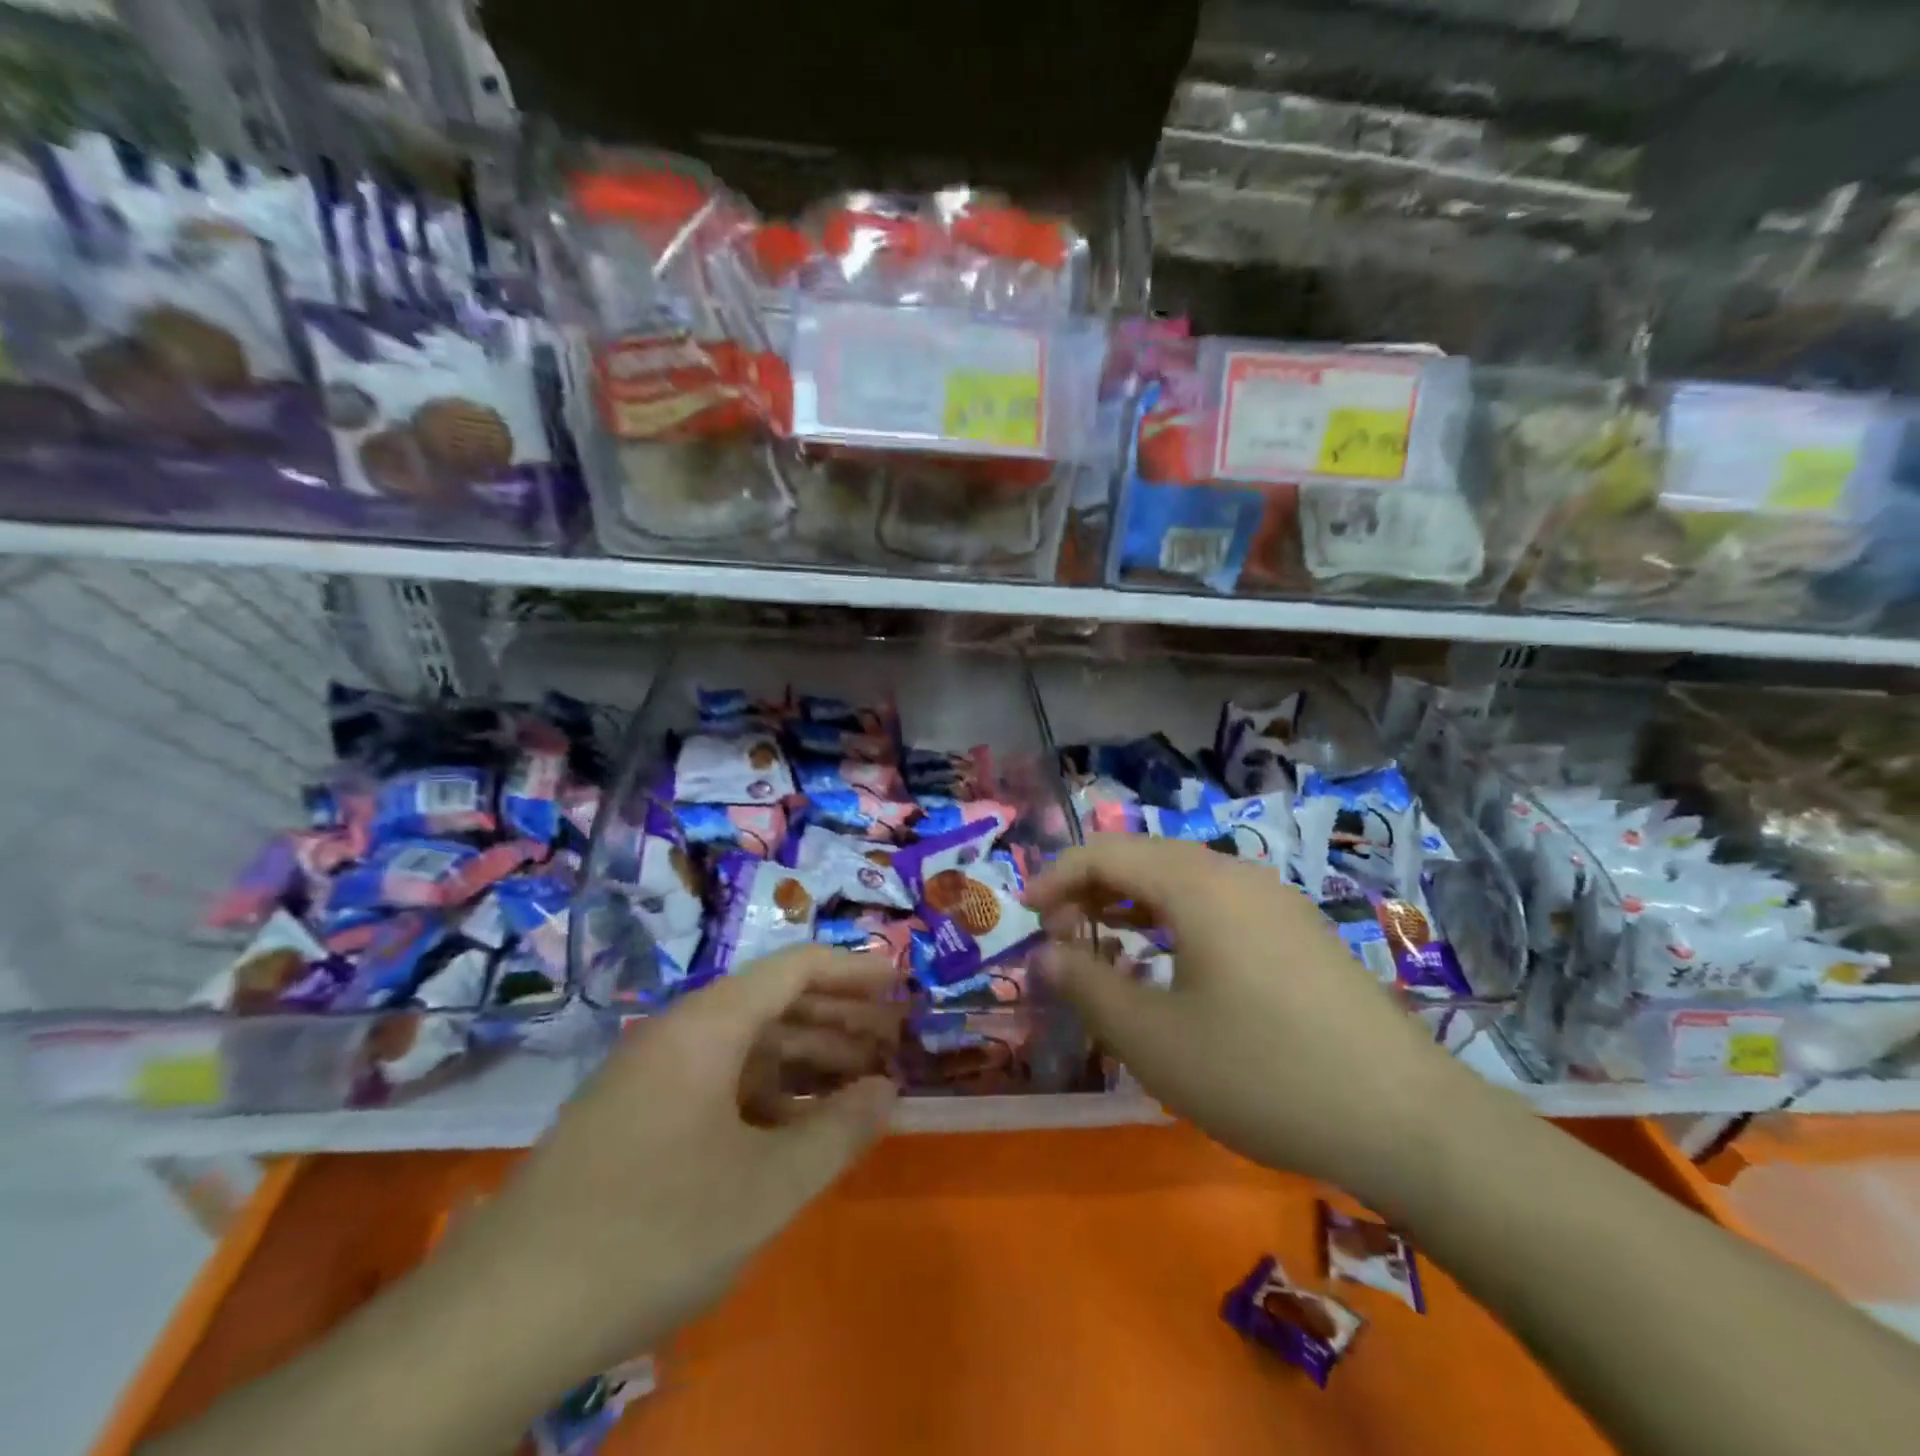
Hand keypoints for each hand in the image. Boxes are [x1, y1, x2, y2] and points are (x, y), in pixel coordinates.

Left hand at [444, 946, 902, 1387]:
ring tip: (859, 1083)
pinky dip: (768, 1096)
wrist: (500, 1318)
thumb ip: (838, 1131)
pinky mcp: (636, 1120)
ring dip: (806, 1058)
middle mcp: (678, 1034)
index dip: (854, 969)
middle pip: (773, 1002)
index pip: (795, 968)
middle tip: (894, 1039)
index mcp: (707, 1025)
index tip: (902, 983)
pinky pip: (719, 1084)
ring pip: (746, 1047)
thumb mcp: (766, 1187)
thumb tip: (888, 1090)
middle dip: (838, 1016)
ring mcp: (651, 1077)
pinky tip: (797, 1130)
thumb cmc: (651, 1232)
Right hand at [1026, 835, 1473, 1202]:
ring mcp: (1275, 899)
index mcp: (1196, 884)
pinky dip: (1174, 918)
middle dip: (1091, 888)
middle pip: (1144, 857)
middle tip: (1060, 937)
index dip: (1056, 876)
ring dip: (1133, 902)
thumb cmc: (1262, 1073)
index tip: (1025, 917)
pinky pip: (1217, 902)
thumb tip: (1045, 953)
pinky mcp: (1299, 931)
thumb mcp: (1153, 1039)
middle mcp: (1236, 874)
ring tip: (1105, 945)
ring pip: (1183, 879)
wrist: (1407, 1120)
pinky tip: (1172, 964)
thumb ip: (1087, 985)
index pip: (1105, 852)